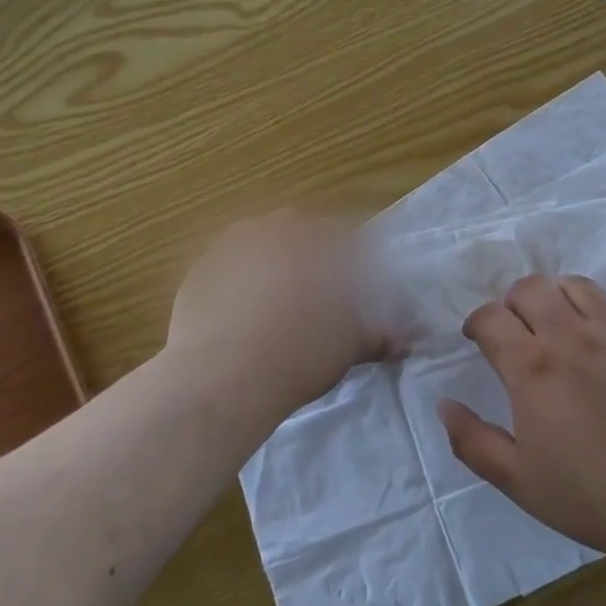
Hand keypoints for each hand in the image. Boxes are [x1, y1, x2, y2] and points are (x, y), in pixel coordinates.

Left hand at [165, 210, 397, 432]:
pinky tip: (238, 314)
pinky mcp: (199, 267)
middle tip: (315, 293)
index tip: (354, 287)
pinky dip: (237, 281)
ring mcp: (232, 244)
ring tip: (274, 303)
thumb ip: (378, 337)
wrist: (224, 376)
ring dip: (271, 262)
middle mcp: (277, 229)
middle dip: (310, 254)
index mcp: (320, 239)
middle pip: (300, 231)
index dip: (354, 261)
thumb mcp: (349, 347)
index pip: (348, 237)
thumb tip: (406, 343)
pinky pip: (227, 266)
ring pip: (260, 243)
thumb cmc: (301, 354)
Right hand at [439, 274, 605, 562]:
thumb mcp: (518, 480)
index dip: (476, 323)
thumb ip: (472, 440)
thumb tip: (443, 404)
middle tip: (513, 331)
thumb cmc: (593, 497)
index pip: (491, 317)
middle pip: (530, 288)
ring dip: (553, 296)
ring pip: (574, 285)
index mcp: (533, 367)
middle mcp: (572, 336)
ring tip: (553, 323)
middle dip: (510, 303)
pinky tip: (595, 335)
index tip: (476, 338)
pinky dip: (593, 306)